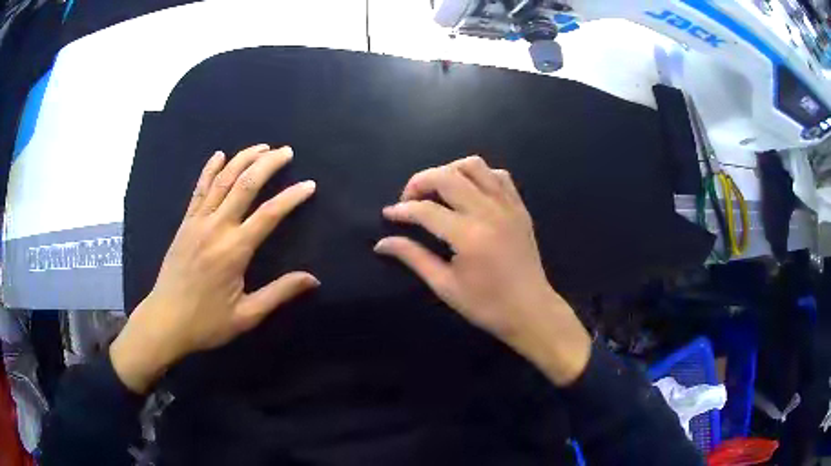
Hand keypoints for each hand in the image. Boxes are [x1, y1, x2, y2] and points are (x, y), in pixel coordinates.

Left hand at [111, 144, 318, 393]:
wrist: (165, 321)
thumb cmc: (207, 322)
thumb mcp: (247, 315)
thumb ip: (279, 293)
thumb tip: (313, 278)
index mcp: (234, 250)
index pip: (269, 214)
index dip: (292, 197)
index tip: (309, 185)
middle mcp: (216, 227)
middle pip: (245, 184)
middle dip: (268, 163)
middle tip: (286, 151)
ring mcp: (197, 221)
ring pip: (222, 180)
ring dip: (243, 159)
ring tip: (262, 147)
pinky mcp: (185, 223)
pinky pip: (199, 189)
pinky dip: (209, 169)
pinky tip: (219, 154)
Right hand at [375, 156, 590, 385]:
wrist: (531, 310)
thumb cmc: (487, 305)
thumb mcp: (445, 286)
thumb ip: (413, 257)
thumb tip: (381, 243)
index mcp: (469, 236)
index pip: (426, 210)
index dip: (402, 210)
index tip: (389, 214)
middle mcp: (489, 212)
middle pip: (447, 176)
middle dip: (419, 181)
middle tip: (408, 199)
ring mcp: (508, 206)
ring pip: (474, 165)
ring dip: (449, 171)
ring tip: (437, 190)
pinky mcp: (519, 207)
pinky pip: (498, 175)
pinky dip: (479, 175)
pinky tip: (469, 192)